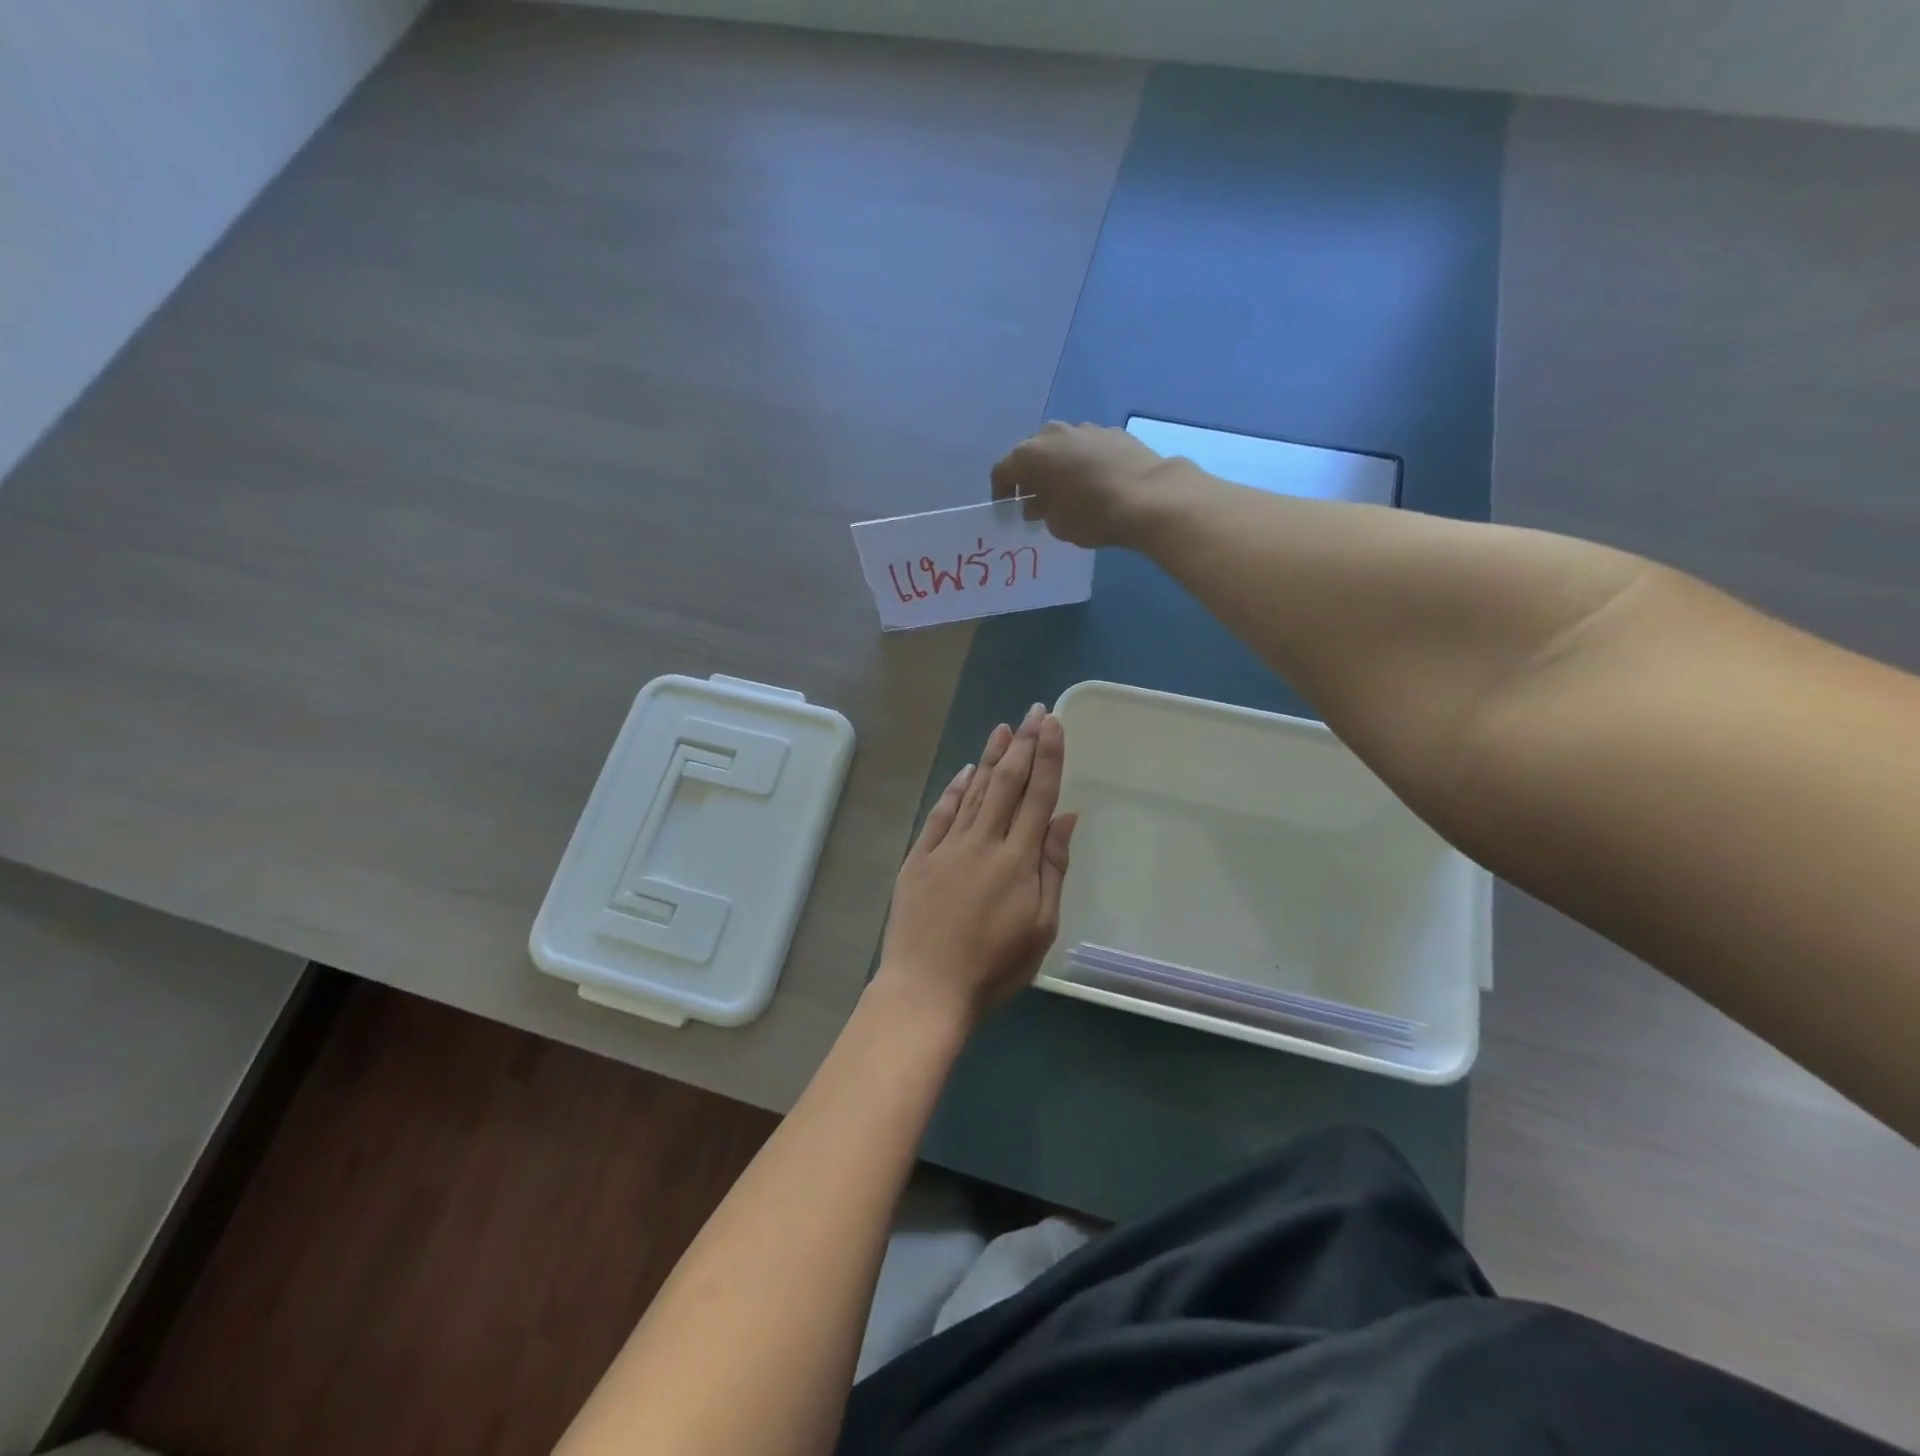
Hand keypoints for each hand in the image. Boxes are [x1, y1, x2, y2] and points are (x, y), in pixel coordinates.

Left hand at [876, 705, 1076, 1026]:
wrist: (926, 989)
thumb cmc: (993, 967)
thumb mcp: (1040, 927)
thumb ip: (1052, 868)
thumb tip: (1064, 817)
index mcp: (1018, 860)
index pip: (1038, 796)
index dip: (1047, 757)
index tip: (1052, 724)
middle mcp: (983, 842)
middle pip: (1006, 784)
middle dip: (1022, 745)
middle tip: (1033, 712)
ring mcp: (947, 847)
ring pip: (974, 792)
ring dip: (989, 758)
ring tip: (1002, 728)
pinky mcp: (919, 858)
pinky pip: (940, 814)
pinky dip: (954, 790)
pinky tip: (964, 771)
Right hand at [990, 421, 1187, 548]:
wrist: (1150, 497)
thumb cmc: (1093, 515)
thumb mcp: (1057, 524)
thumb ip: (1040, 510)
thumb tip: (1037, 502)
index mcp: (1031, 455)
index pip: (1002, 470)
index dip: (1001, 491)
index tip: (1008, 508)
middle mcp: (1053, 434)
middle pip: (1031, 453)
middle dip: (1030, 475)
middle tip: (1036, 499)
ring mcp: (1084, 429)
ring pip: (1060, 447)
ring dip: (1058, 466)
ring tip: (1068, 490)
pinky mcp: (1112, 431)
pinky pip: (1087, 447)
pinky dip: (1084, 462)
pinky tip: (1096, 482)